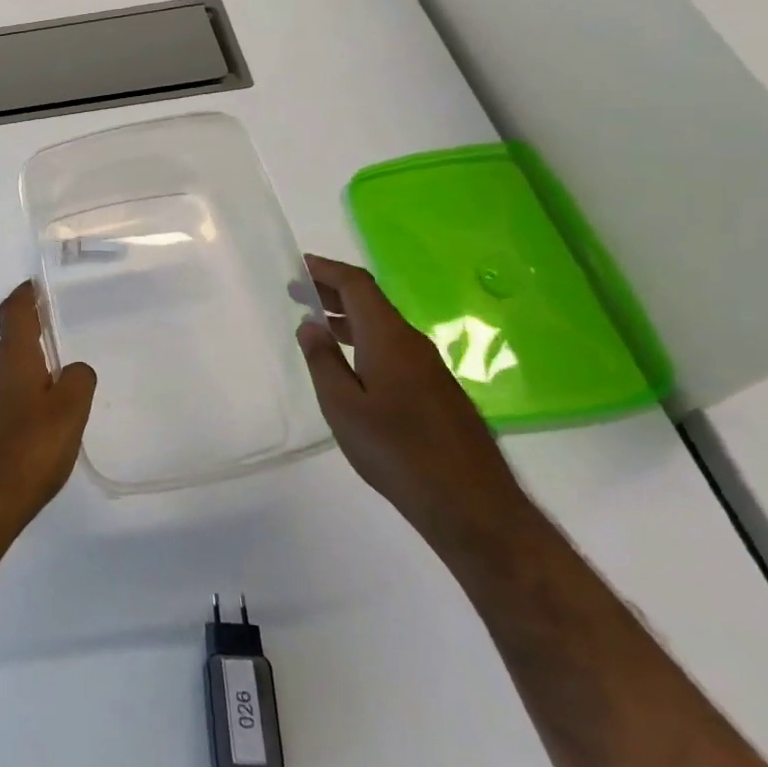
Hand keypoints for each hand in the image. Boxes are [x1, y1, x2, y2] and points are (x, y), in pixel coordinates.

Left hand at [0, 282, 96, 551]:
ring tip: (62, 390)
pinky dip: (24, 405)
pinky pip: (6, 406)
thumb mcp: (69, 413)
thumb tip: (73, 370)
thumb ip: (78, 381)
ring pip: (9, 378)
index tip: (36, 286)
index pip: (14, 314)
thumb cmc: (26, 452)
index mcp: (12, 361)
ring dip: (31, 376)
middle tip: (63, 341)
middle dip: (34, 339)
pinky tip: (42, 431)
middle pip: (12, 346)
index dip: (25, 296)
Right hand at [296, 255, 531, 546]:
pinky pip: (393, 347)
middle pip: (372, 302)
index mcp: (389, 339)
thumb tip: (310, 325)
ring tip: (316, 323)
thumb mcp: (343, 407)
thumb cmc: (396, 450)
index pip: (357, 286)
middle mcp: (412, 343)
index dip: (328, 270)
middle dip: (334, 291)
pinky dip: (364, 339)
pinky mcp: (435, 390)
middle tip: (297, 291)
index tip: (299, 265)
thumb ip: (323, 362)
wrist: (470, 502)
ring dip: (348, 317)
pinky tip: (350, 361)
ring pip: (383, 326)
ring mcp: (428, 367)